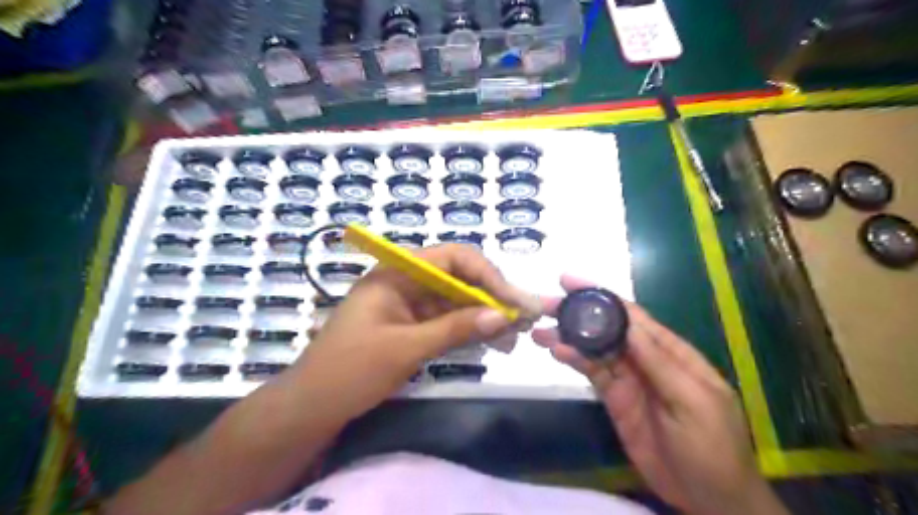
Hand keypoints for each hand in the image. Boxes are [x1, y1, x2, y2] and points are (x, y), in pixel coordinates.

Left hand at [291, 243, 538, 418]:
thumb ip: (456, 329)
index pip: (454, 258)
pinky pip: (447, 321)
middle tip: (524, 319)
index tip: (514, 301)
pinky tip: (493, 342)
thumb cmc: (350, 371)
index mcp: (397, 273)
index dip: (488, 276)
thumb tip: (503, 315)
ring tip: (514, 336)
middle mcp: (406, 282)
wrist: (311, 407)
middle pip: (459, 279)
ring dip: (485, 316)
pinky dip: (469, 331)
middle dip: (492, 297)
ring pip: (457, 301)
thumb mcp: (406, 348)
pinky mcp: (411, 326)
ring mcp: (409, 305)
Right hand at [535, 276, 784, 514]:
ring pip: (594, 349)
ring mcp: (628, 379)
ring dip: (568, 337)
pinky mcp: (614, 399)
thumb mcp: (691, 400)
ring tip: (540, 331)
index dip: (602, 295)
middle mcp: (645, 358)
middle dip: (577, 313)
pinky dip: (574, 360)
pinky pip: (592, 373)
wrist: (709, 498)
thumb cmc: (711, 446)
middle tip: (544, 304)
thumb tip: (627, 323)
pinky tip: (556, 352)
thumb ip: (658, 362)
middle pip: (607, 328)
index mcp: (670, 352)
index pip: (631, 315)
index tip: (570, 281)